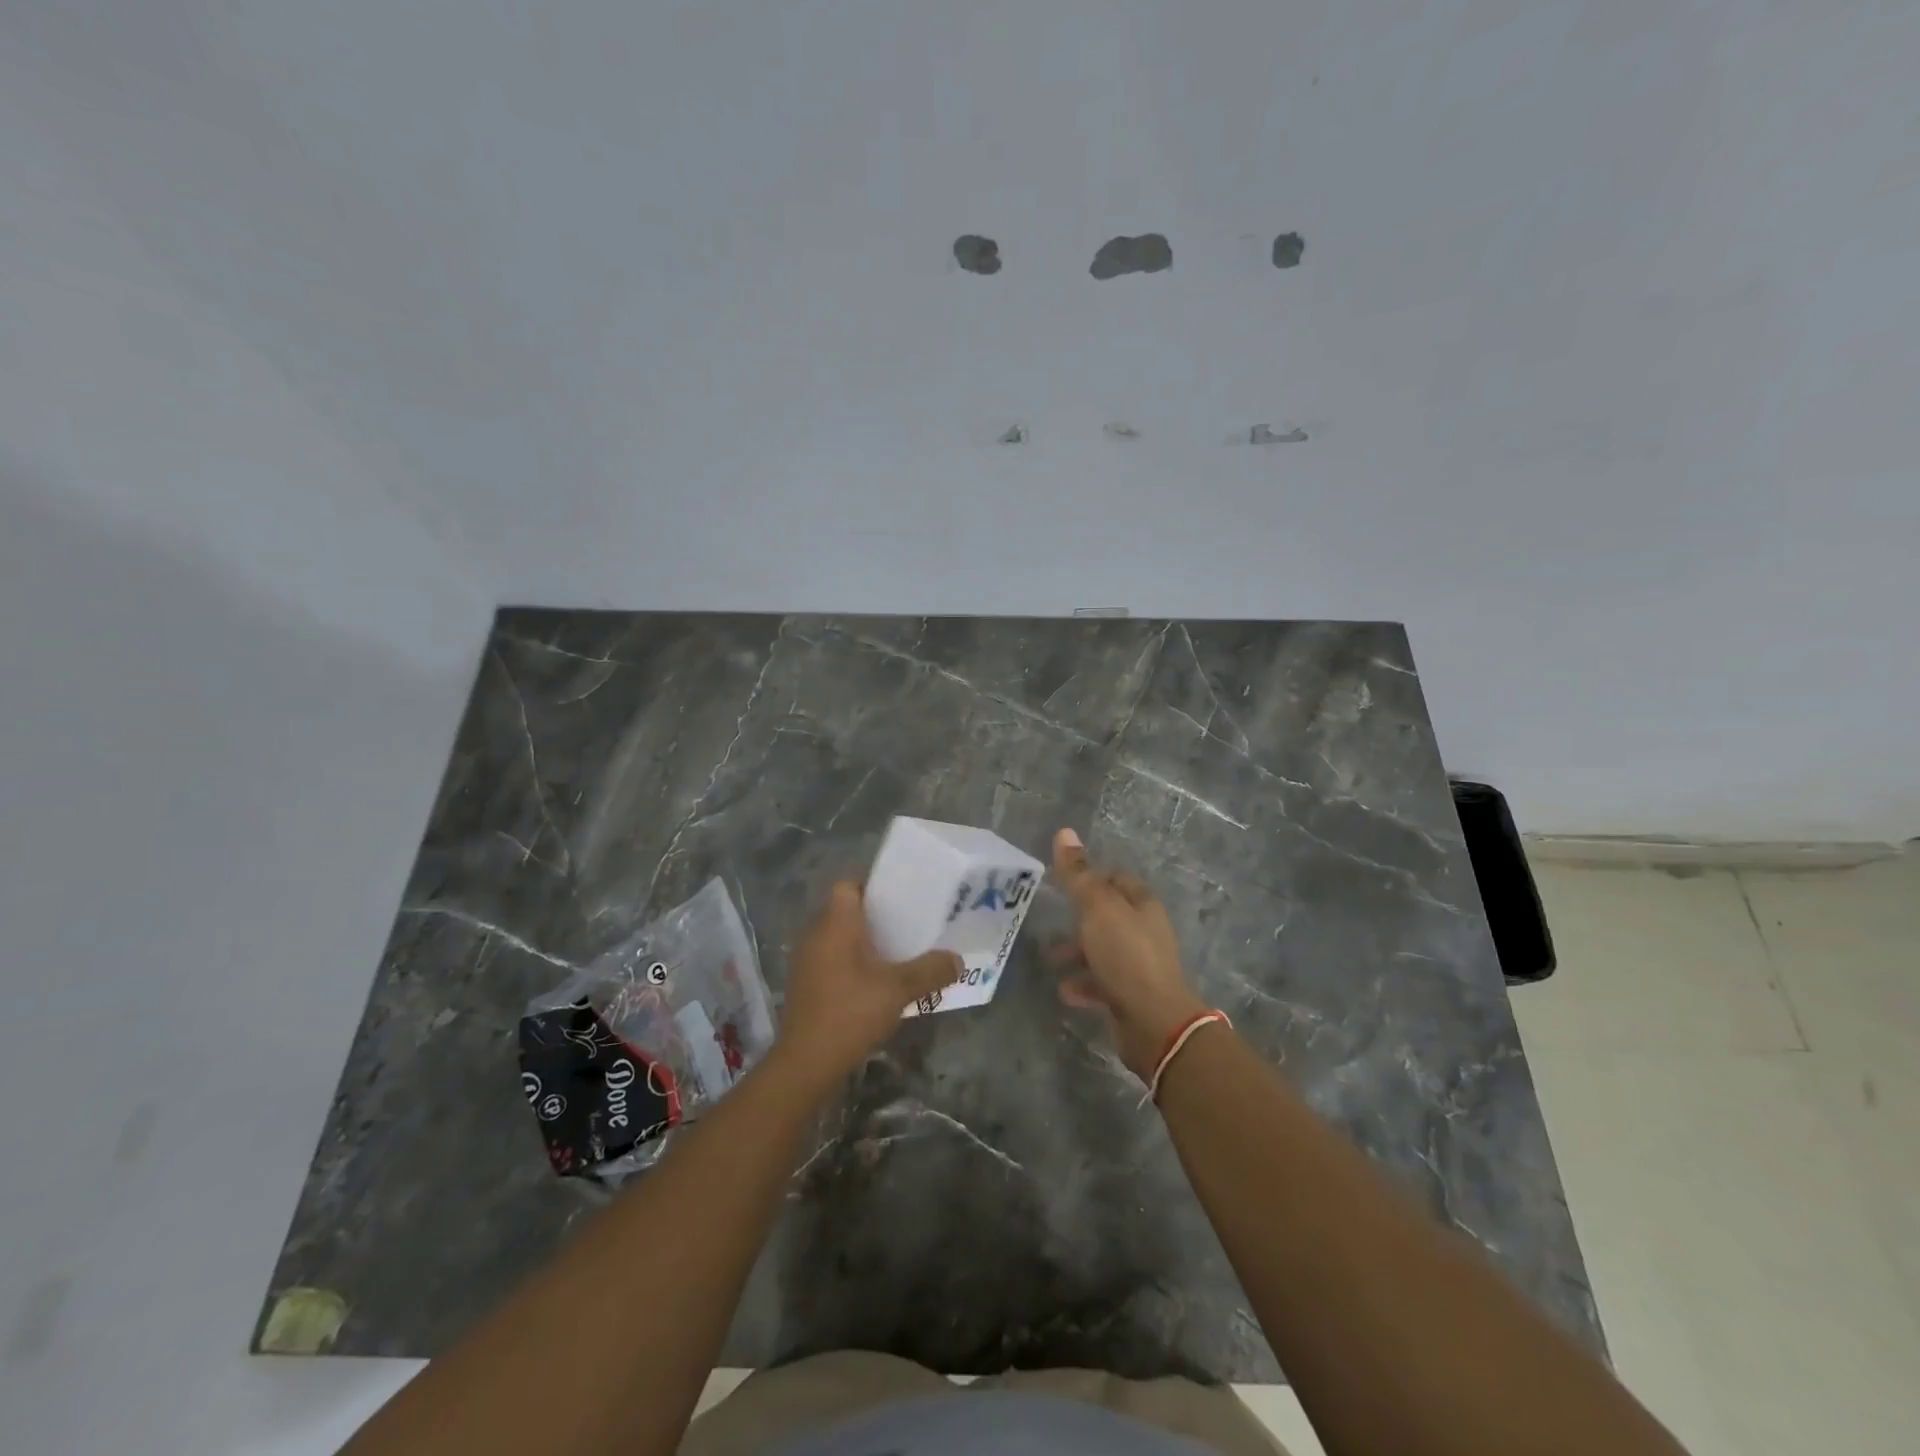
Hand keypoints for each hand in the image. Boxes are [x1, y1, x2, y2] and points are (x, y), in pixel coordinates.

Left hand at [774, 881, 960, 1086]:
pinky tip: (875, 982)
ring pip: (837, 937)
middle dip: (874, 916)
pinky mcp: (805, 985)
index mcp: (834, 924)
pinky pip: (831, 960)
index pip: (847, 885)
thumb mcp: (898, 990)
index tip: (899, 898)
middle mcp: (815, 935)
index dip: (872, 886)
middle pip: (844, 910)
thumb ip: (930, 971)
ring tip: (896, 953)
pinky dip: (851, 963)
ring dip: (863, 942)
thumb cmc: (851, 1013)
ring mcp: (806, 962)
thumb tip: (958, 960)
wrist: (806, 1063)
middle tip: (907, 925)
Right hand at [1050, 828, 1207, 1080]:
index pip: (1117, 879)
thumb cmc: (1125, 955)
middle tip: (1052, 922)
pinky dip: (1084, 984)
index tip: (1064, 884)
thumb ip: (1079, 875)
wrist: (1153, 1021)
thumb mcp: (1097, 908)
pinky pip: (1103, 983)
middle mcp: (1145, 931)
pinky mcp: (1133, 995)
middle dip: (1079, 919)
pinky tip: (1066, 991)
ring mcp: (1141, 965)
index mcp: (1142, 904)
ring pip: (1103, 951)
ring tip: (1050, 959)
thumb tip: (1064, 832)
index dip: (1092, 878)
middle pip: (1109, 916)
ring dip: (1077, 954)